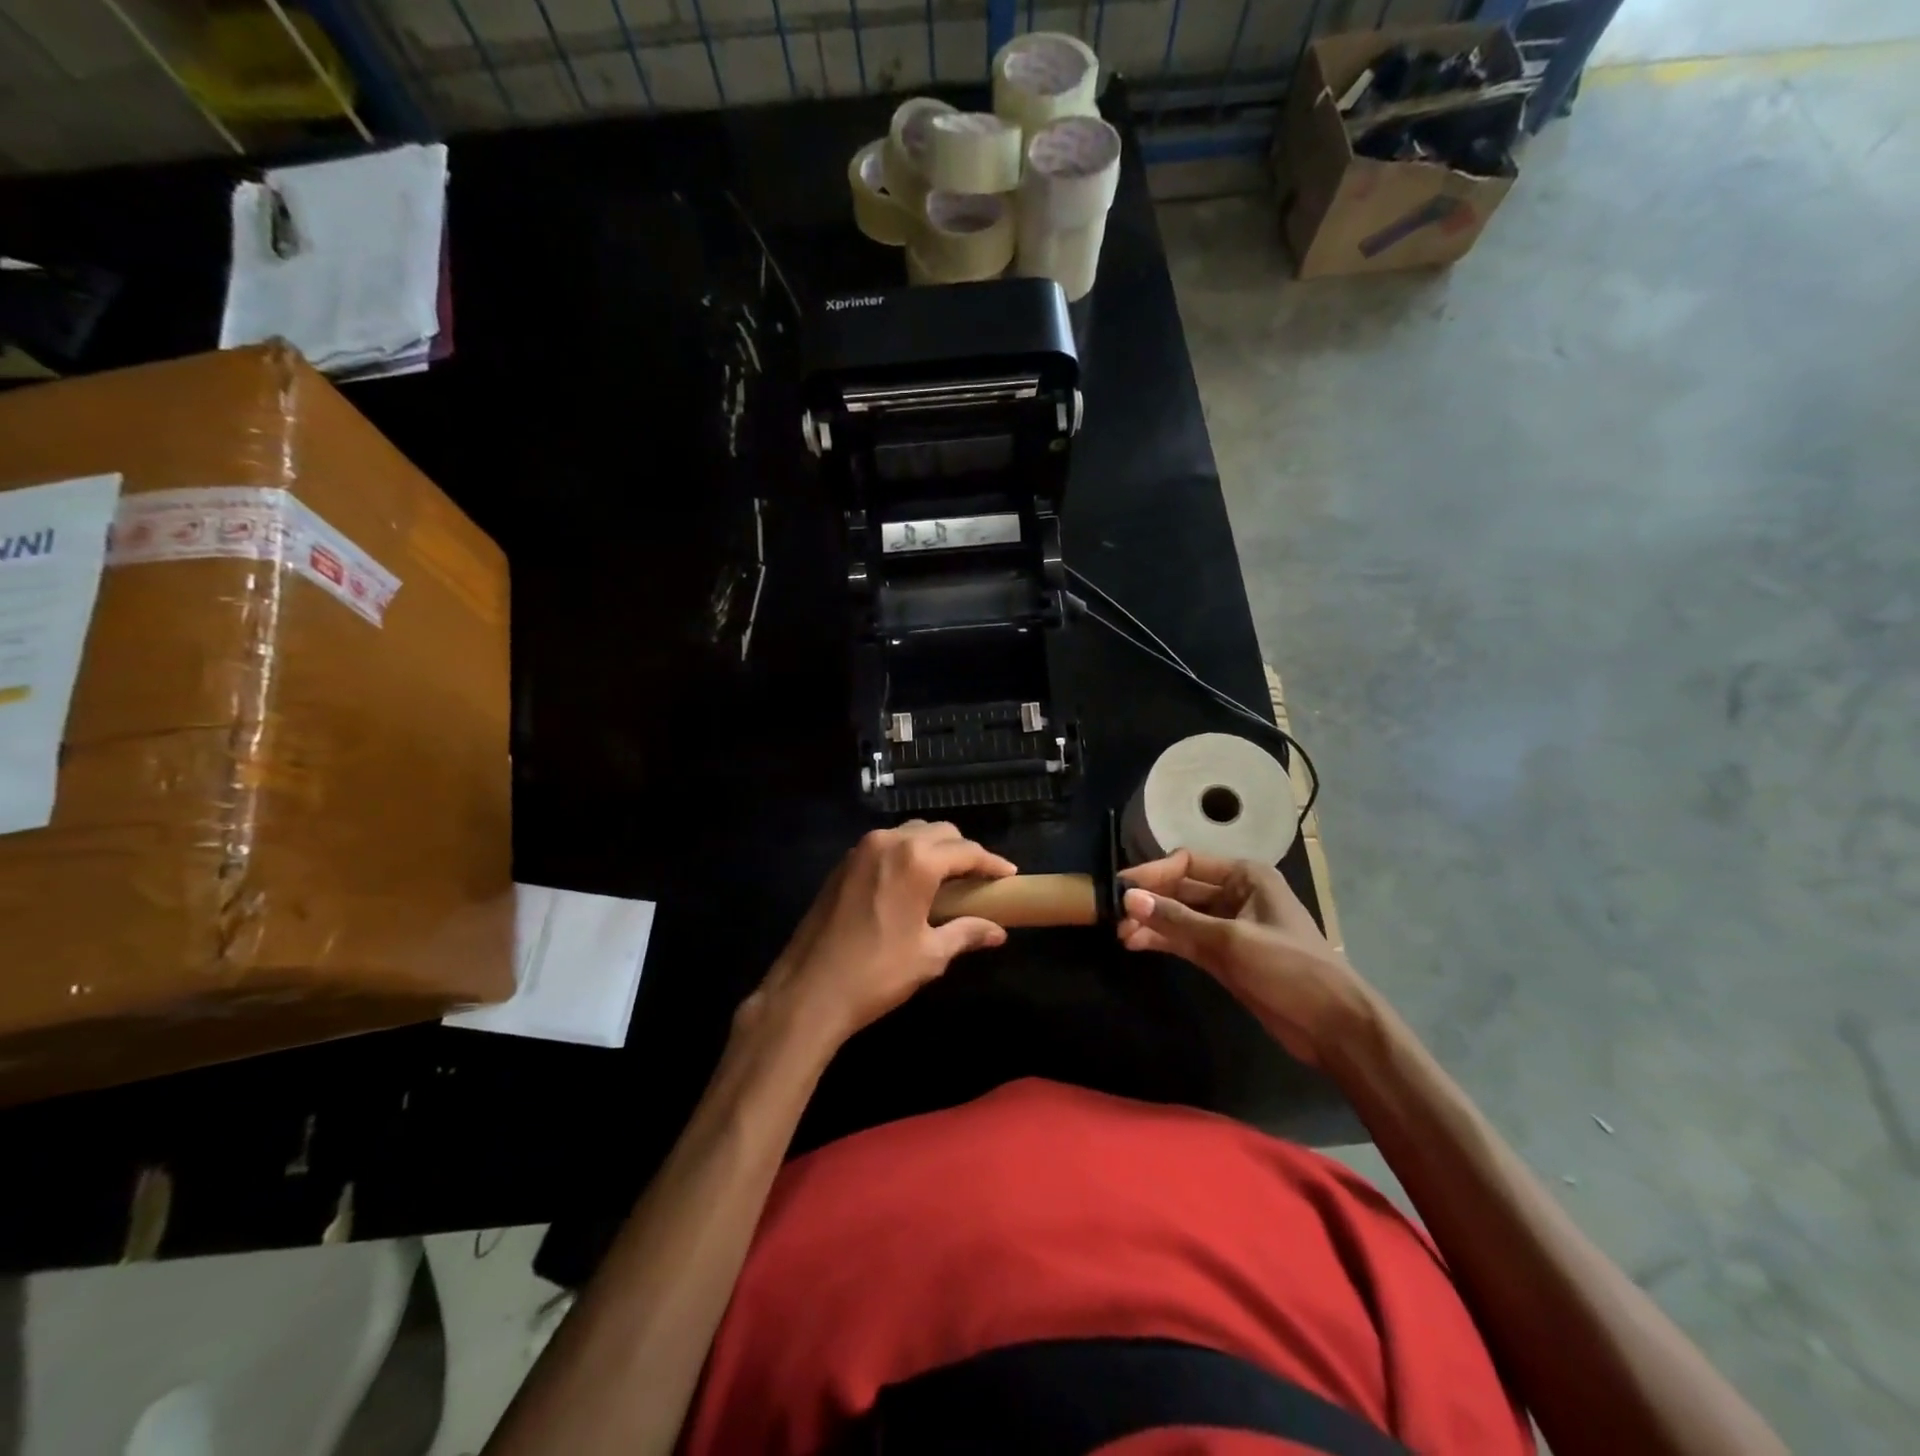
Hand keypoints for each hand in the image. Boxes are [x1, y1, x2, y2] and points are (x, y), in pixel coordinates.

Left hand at [748, 820, 1016, 1048]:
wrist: (809, 990)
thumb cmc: (877, 973)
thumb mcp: (929, 955)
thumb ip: (966, 933)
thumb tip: (998, 932)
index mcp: (916, 860)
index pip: (966, 851)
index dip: (991, 863)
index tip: (1009, 875)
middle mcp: (889, 842)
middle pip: (939, 833)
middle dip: (964, 851)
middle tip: (980, 879)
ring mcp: (861, 849)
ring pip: (910, 834)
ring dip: (934, 849)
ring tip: (949, 878)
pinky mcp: (843, 863)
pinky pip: (886, 845)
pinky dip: (907, 854)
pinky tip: (913, 881)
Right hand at [1117, 850, 1371, 1065]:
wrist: (1333, 1027)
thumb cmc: (1289, 969)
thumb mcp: (1230, 941)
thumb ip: (1177, 920)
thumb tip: (1128, 898)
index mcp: (1246, 876)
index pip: (1188, 862)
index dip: (1153, 873)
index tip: (1120, 888)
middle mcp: (1236, 894)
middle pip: (1182, 888)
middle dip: (1150, 901)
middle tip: (1114, 916)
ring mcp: (1230, 926)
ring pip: (1181, 916)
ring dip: (1153, 923)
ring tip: (1121, 935)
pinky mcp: (1225, 955)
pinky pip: (1187, 939)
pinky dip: (1164, 940)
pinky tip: (1137, 945)